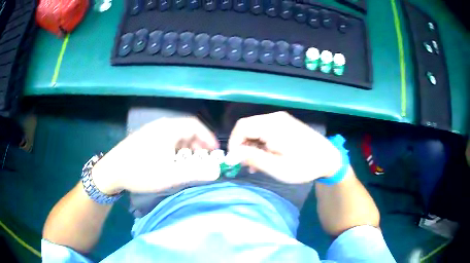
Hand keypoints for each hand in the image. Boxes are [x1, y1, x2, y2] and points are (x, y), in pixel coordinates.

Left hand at [91, 117, 219, 194]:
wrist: (111, 171)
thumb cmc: (141, 172)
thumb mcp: (170, 175)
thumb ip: (195, 173)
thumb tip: (216, 171)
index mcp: (168, 129)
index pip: (195, 125)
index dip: (208, 137)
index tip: (215, 152)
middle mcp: (160, 125)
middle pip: (186, 130)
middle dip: (198, 145)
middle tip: (203, 160)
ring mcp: (151, 131)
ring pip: (175, 135)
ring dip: (186, 148)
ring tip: (189, 163)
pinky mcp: (144, 138)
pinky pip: (166, 140)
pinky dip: (175, 149)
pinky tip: (172, 162)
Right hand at [228, 111, 340, 183]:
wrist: (328, 159)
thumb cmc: (304, 165)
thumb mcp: (276, 167)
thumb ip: (252, 158)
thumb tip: (231, 155)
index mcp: (272, 125)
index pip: (241, 127)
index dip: (233, 143)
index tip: (235, 161)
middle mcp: (275, 118)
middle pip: (247, 127)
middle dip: (242, 146)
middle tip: (246, 165)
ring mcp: (281, 120)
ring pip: (256, 130)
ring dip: (251, 147)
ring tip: (256, 165)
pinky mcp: (286, 125)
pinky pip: (266, 131)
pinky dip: (261, 144)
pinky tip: (265, 157)